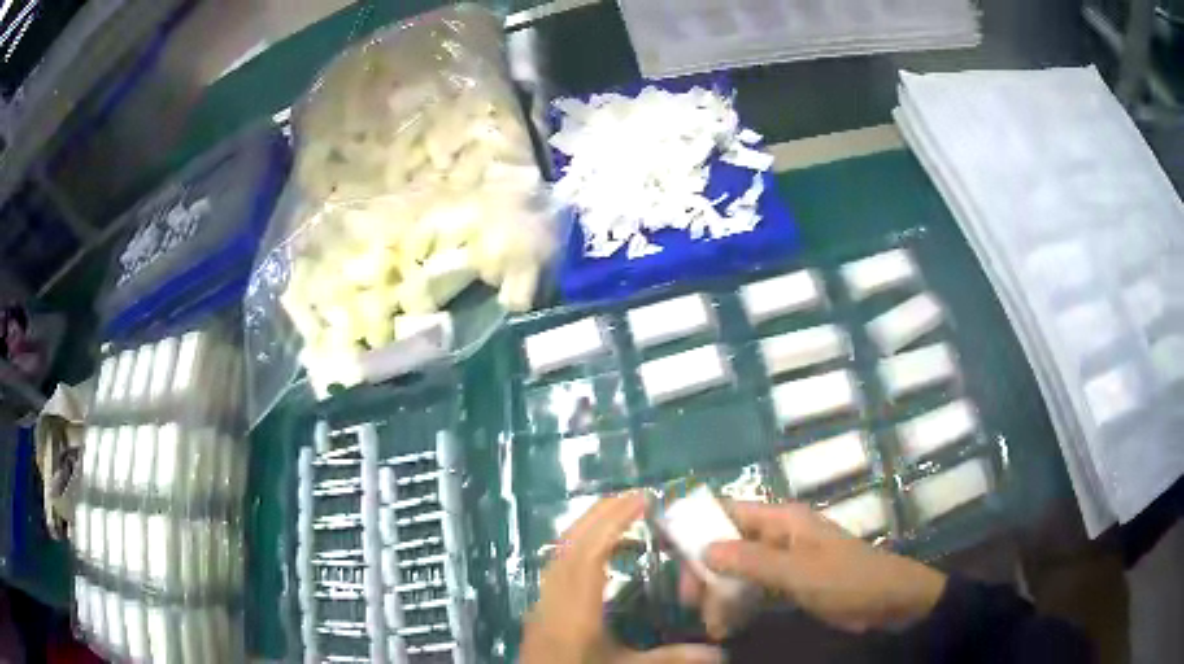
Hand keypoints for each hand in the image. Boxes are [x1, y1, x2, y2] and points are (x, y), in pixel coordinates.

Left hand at [521, 493, 724, 663]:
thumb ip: (671, 659)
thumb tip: (722, 653)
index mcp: (577, 609)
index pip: (590, 553)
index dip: (614, 522)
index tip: (641, 500)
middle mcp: (554, 597)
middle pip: (570, 543)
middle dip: (600, 515)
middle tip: (634, 498)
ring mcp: (542, 601)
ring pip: (559, 552)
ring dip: (588, 528)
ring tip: (620, 519)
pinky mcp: (540, 608)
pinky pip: (557, 565)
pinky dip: (578, 548)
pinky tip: (599, 556)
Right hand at [680, 501, 945, 637]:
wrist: (889, 600)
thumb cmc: (846, 579)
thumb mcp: (798, 572)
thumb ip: (751, 561)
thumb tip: (703, 549)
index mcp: (781, 520)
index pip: (727, 513)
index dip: (698, 528)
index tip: (672, 557)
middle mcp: (777, 534)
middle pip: (727, 546)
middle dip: (707, 574)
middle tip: (694, 605)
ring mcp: (783, 559)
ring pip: (737, 571)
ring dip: (721, 596)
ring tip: (714, 626)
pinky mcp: (789, 582)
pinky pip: (753, 589)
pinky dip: (738, 605)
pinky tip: (728, 625)